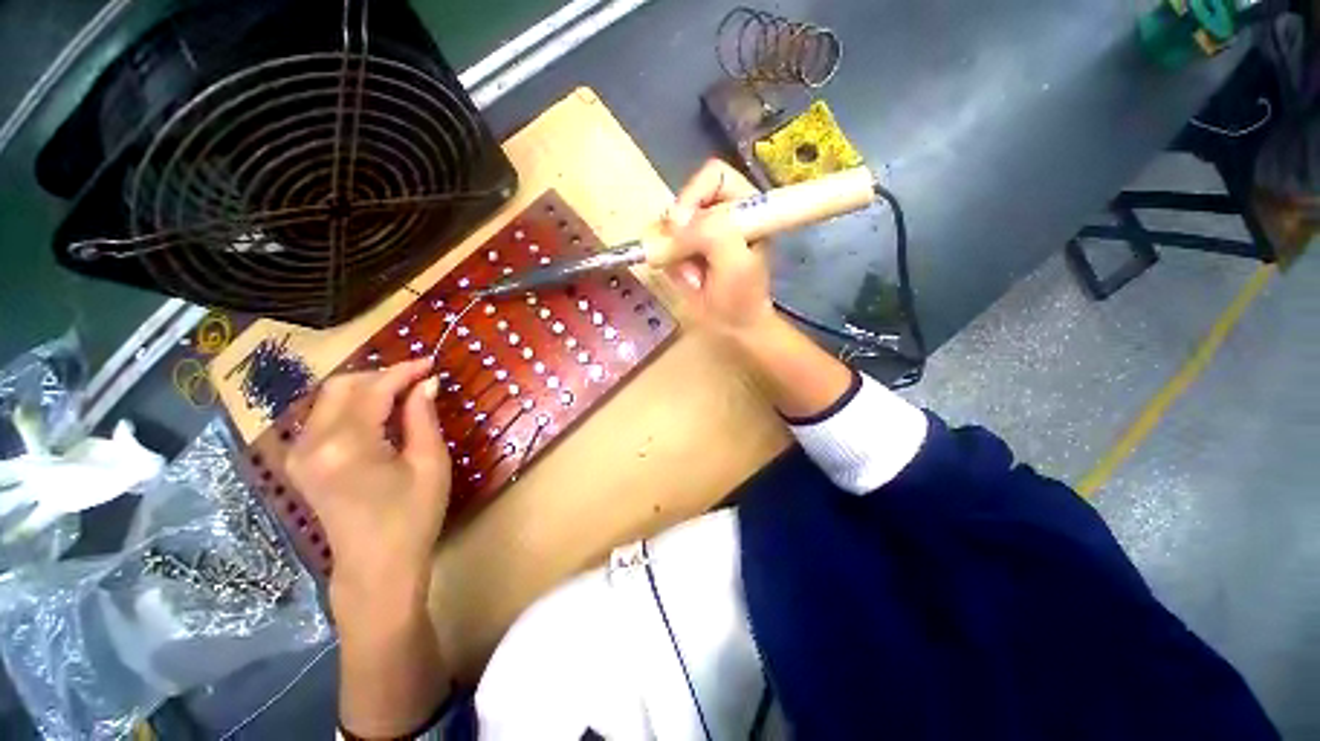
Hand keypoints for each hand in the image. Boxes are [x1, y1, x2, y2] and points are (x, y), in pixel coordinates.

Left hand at [286, 358, 450, 613]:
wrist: (376, 567)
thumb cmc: (412, 516)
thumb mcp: (429, 463)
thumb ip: (422, 418)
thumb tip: (426, 383)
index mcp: (346, 445)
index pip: (373, 390)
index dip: (404, 371)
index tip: (431, 362)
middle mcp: (312, 444)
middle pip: (341, 386)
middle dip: (381, 375)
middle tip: (417, 379)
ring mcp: (299, 454)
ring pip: (329, 399)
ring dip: (366, 389)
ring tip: (403, 393)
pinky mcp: (300, 463)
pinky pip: (323, 418)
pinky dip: (352, 406)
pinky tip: (378, 413)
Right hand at [660, 159, 775, 337]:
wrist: (734, 328)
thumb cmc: (742, 298)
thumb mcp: (735, 264)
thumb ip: (712, 233)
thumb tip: (674, 220)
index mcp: (745, 206)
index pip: (713, 177)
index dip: (693, 196)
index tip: (681, 226)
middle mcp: (722, 213)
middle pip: (685, 200)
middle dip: (680, 233)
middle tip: (684, 258)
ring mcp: (701, 232)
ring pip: (669, 225)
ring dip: (675, 253)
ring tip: (693, 277)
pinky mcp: (686, 249)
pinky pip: (663, 246)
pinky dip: (670, 264)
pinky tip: (688, 281)